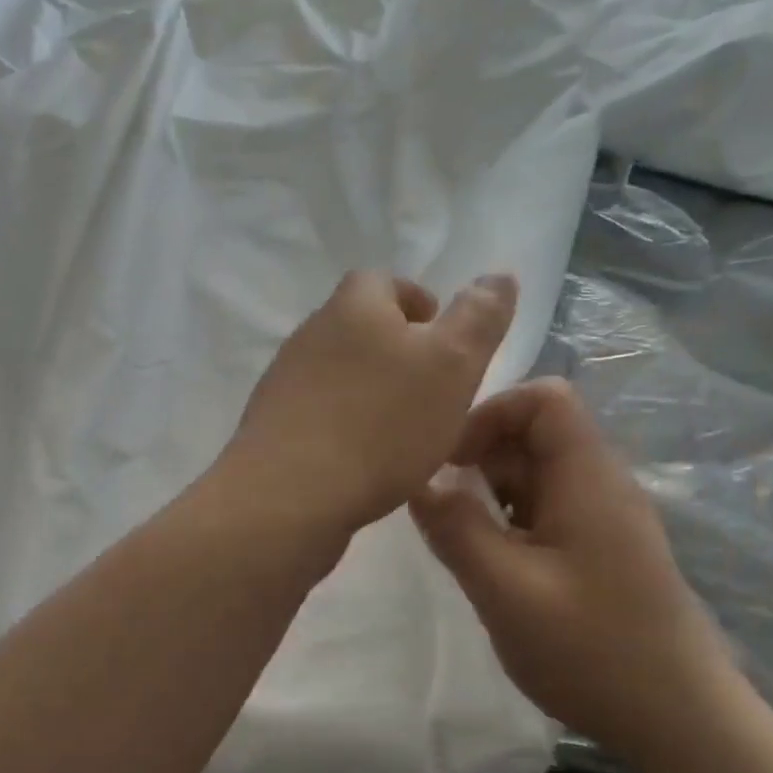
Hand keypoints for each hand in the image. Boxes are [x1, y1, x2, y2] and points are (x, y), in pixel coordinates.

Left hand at [219, 270, 516, 538]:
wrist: (289, 495)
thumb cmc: (380, 424)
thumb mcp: (451, 365)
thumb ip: (478, 319)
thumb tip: (499, 276)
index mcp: (353, 305)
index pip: (384, 282)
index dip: (416, 302)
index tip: (440, 335)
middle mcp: (311, 333)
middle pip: (359, 326)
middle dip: (396, 348)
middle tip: (432, 386)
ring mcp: (285, 380)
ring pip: (339, 371)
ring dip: (371, 389)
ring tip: (404, 428)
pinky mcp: (273, 425)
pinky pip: (319, 412)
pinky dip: (346, 423)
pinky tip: (365, 459)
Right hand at [409, 378, 737, 764]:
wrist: (681, 724)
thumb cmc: (593, 650)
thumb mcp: (506, 590)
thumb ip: (456, 529)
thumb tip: (417, 483)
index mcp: (587, 477)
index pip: (543, 398)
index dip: (491, 413)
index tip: (451, 461)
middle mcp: (599, 484)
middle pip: (535, 435)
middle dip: (482, 459)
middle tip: (443, 508)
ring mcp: (603, 519)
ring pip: (536, 475)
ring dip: (492, 495)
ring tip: (463, 542)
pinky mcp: (601, 550)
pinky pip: (546, 511)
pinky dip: (510, 522)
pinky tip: (494, 567)